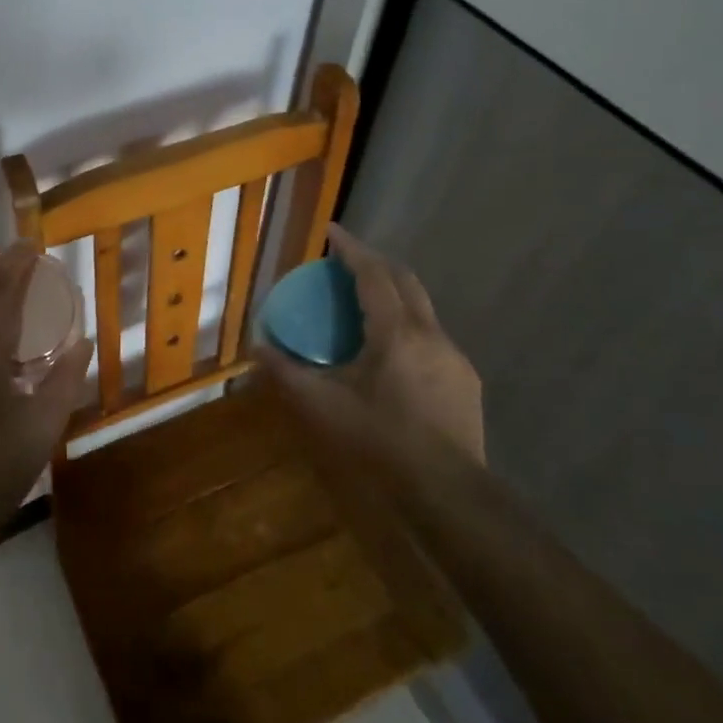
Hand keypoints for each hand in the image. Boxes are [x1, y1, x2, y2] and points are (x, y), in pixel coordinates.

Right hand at [254, 224, 484, 466]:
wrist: (447, 491)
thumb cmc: (380, 441)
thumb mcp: (323, 406)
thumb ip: (287, 373)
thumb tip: (257, 346)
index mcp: (395, 332)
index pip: (373, 274)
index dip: (351, 249)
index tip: (332, 231)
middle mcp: (429, 333)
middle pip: (404, 280)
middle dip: (375, 262)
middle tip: (345, 261)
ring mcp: (453, 355)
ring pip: (422, 307)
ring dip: (394, 292)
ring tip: (365, 301)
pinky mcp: (464, 379)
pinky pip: (432, 334)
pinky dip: (407, 323)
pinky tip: (392, 350)